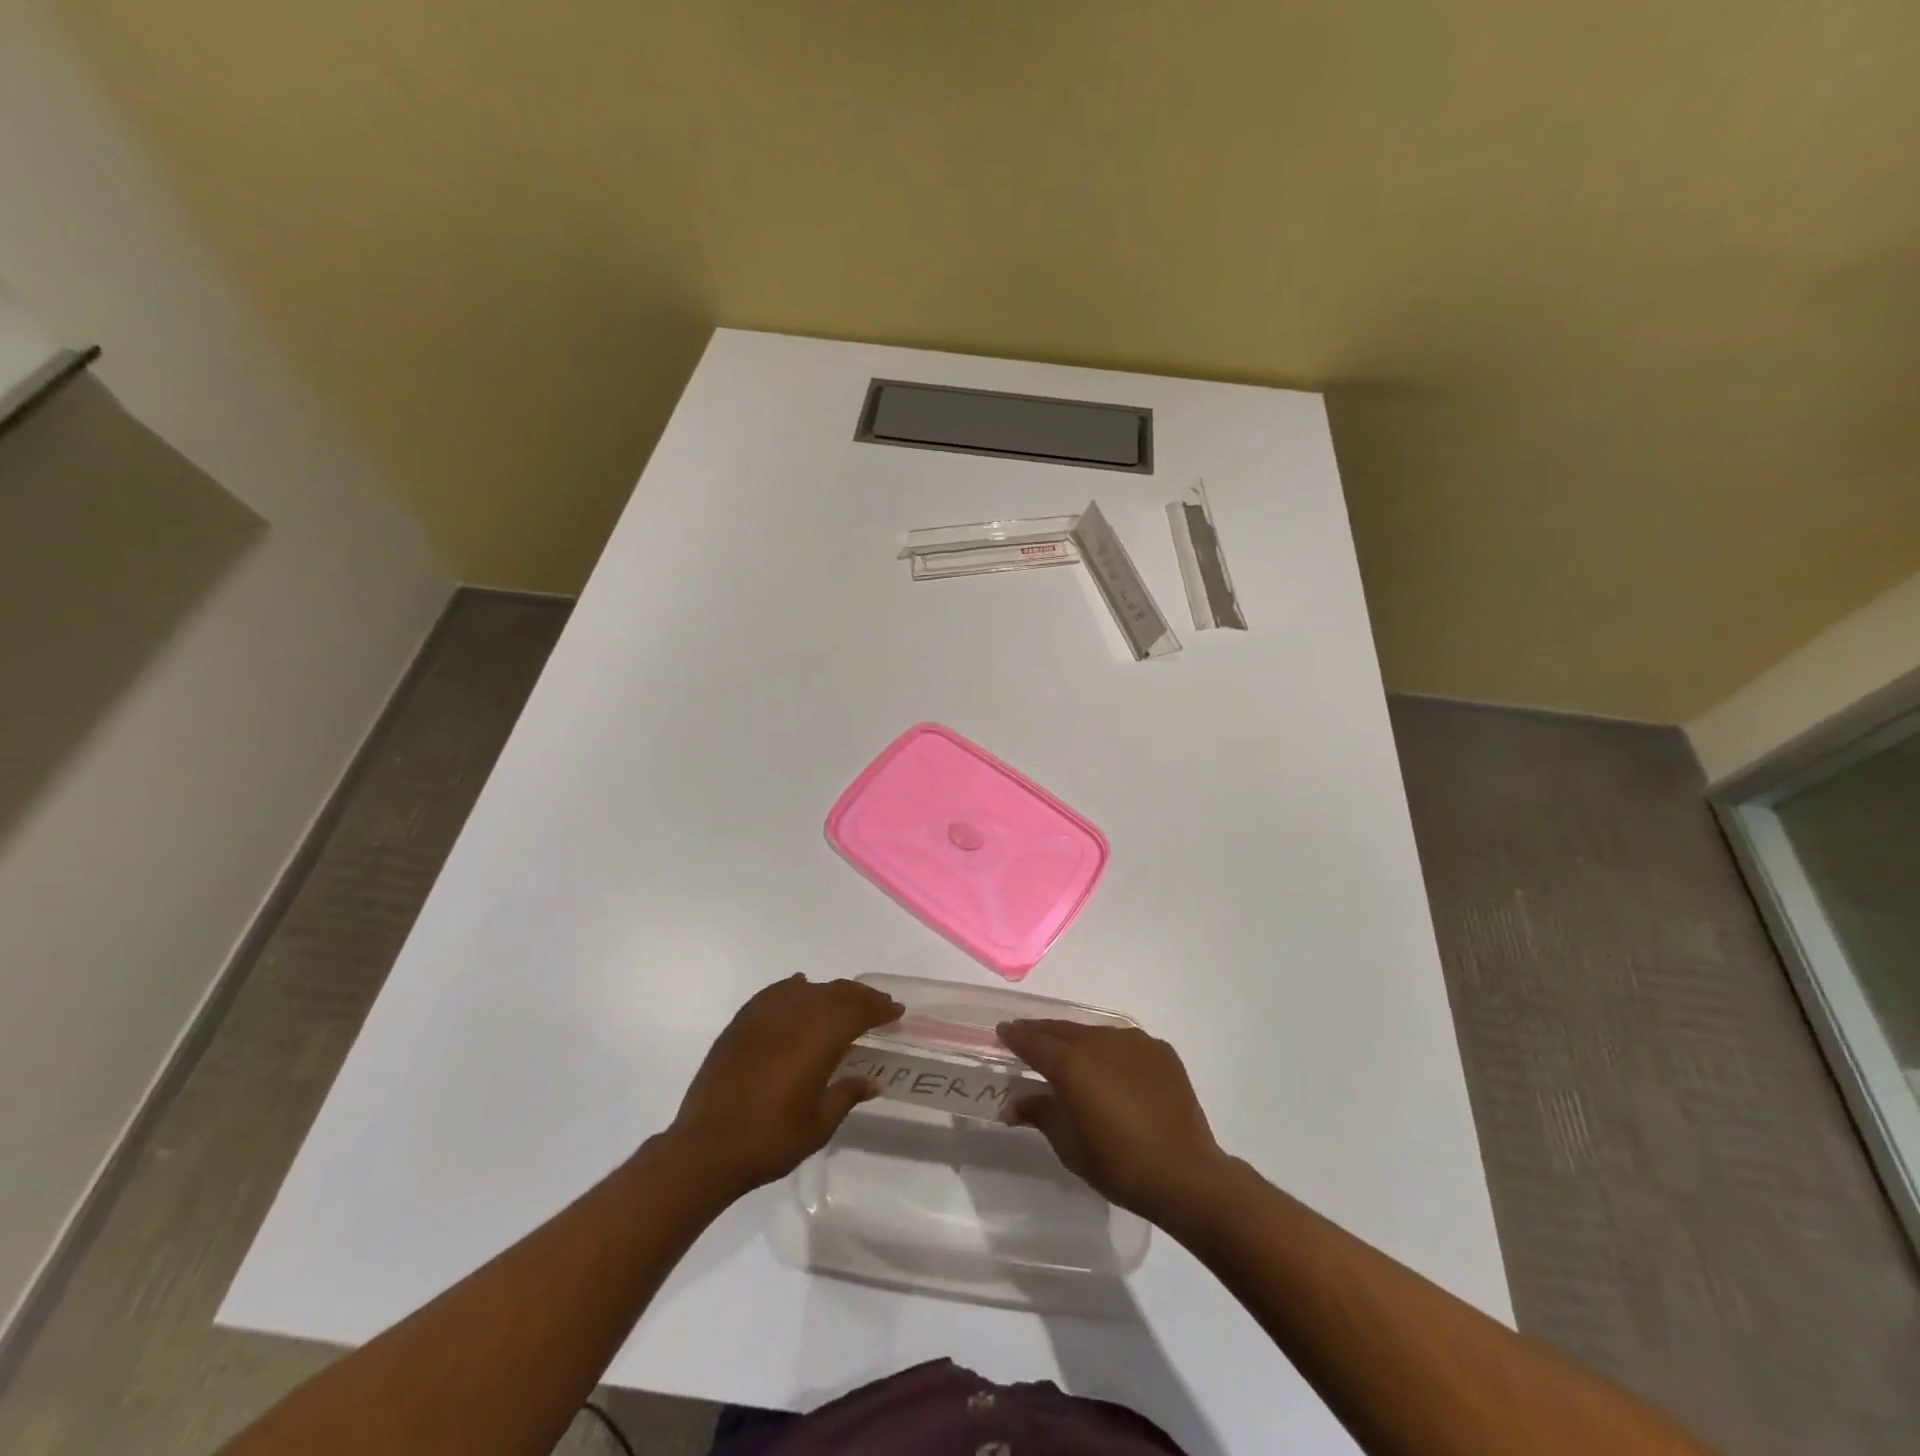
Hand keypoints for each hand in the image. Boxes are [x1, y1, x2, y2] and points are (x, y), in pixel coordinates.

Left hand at [668, 974, 901, 1196]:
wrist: (706, 1148)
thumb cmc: (771, 1139)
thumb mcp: (820, 1124)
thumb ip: (847, 1094)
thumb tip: (873, 1081)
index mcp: (819, 1036)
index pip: (859, 1010)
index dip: (880, 1008)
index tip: (896, 1011)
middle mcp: (795, 1014)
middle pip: (836, 993)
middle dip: (861, 997)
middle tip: (878, 1006)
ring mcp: (764, 1015)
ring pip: (807, 989)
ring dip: (830, 992)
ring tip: (842, 1003)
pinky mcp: (741, 1022)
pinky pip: (775, 993)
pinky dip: (793, 988)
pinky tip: (799, 989)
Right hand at [997, 1020, 1232, 1223]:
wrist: (1187, 1175)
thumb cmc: (1120, 1166)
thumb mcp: (1070, 1146)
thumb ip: (1041, 1114)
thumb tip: (1013, 1103)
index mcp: (1073, 1064)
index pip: (1034, 1042)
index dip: (1015, 1036)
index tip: (1002, 1032)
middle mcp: (1100, 1041)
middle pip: (1062, 1030)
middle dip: (1041, 1032)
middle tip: (1026, 1038)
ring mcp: (1134, 1041)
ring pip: (1094, 1032)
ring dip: (1076, 1040)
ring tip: (1069, 1054)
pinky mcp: (1159, 1049)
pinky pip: (1124, 1042)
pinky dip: (1110, 1050)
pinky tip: (1111, 1070)